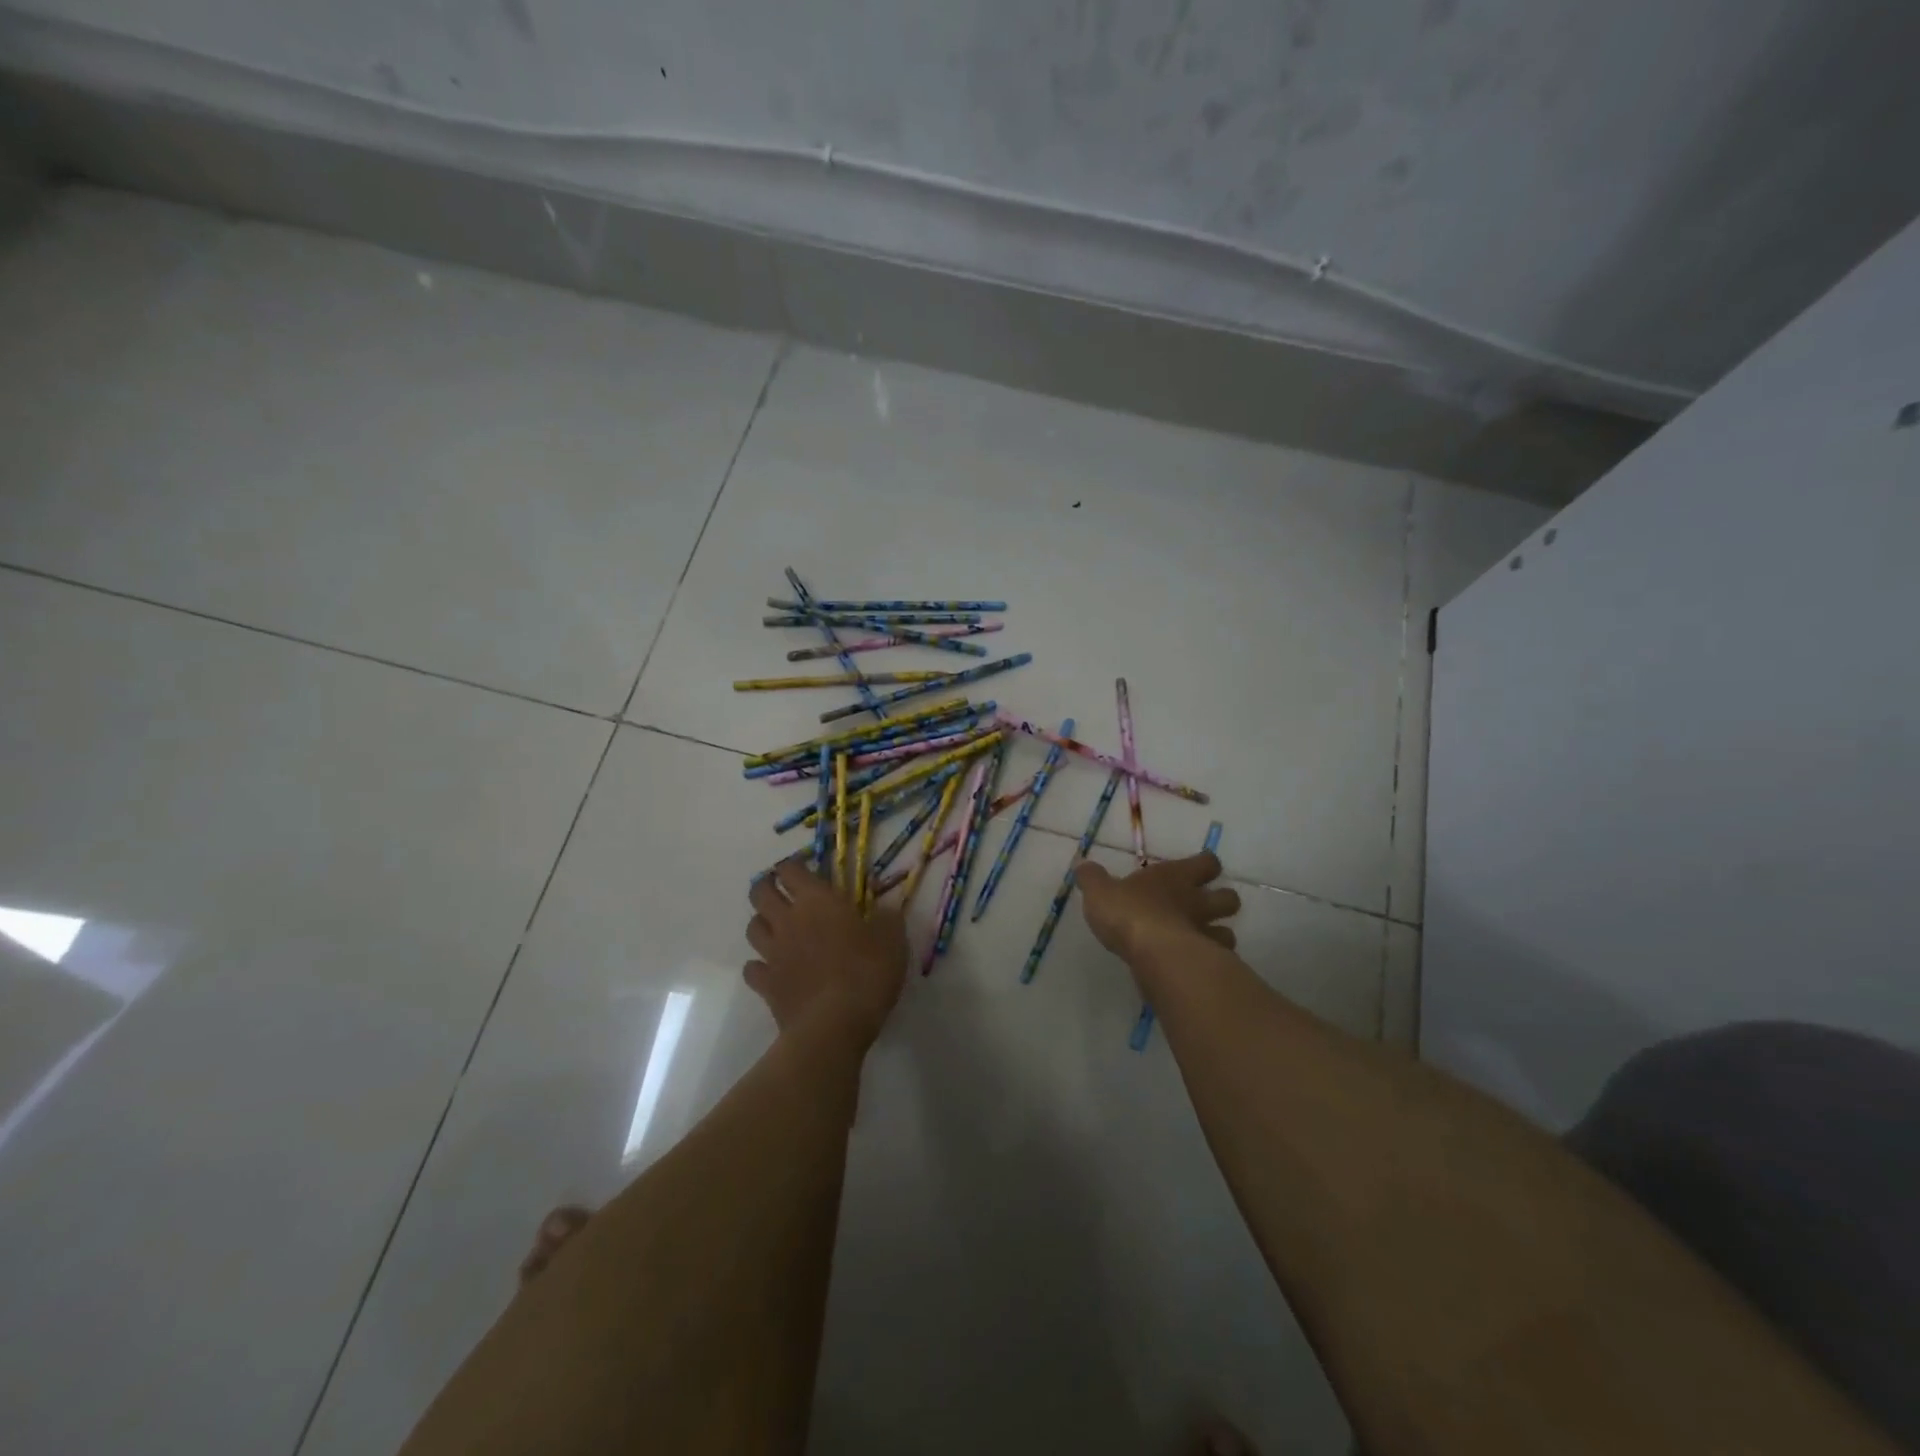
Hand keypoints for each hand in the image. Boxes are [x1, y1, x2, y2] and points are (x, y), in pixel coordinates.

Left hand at [745, 856, 907, 1045]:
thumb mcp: (892, 941)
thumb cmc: (866, 974)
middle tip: (782, 891)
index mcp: (817, 901)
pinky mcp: (766, 985)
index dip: (793, 865)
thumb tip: (885, 908)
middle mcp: (789, 920)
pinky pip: (752, 968)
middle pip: (760, 893)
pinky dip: (759, 965)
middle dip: (767, 887)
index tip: (803, 868)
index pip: (792, 870)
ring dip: (762, 922)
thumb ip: (887, 919)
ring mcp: (773, 953)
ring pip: (752, 927)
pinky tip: (772, 969)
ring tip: (776, 927)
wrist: (833, 1025)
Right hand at [1075, 852, 1239, 961]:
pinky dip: (1210, 963)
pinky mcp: (1207, 965)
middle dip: (1222, 902)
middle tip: (1203, 908)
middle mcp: (1198, 902)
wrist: (1153, 953)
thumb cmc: (1129, 913)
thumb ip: (1092, 878)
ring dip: (1219, 936)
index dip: (1206, 865)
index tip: (1199, 869)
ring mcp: (1206, 934)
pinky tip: (1193, 968)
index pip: (1207, 863)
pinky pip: (1218, 962)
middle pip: (1230, 898)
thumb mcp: (1100, 891)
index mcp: (1176, 877)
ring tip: (1200, 942)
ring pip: (1229, 933)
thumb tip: (1082, 865)